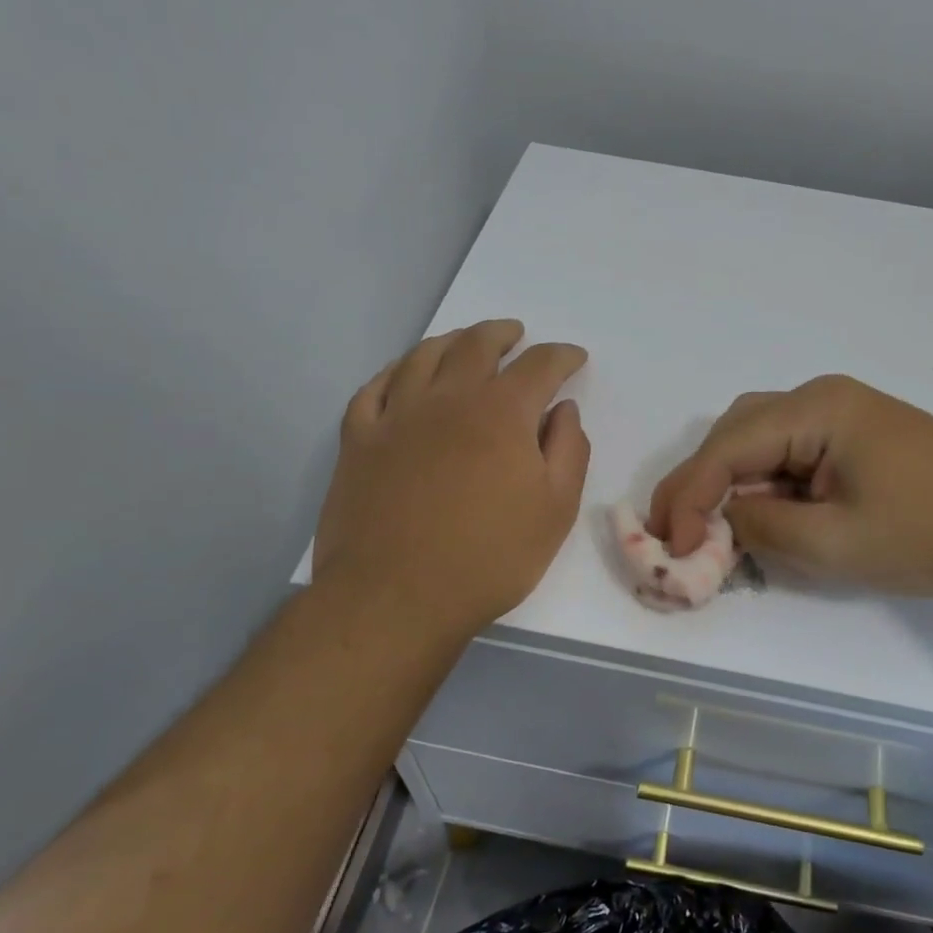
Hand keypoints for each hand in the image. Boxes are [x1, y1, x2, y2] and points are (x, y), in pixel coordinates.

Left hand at [315, 320, 589, 640]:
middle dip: (502, 334)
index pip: (538, 365)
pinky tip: (402, 376)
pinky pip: (373, 389)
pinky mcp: (358, 441)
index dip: (561, 356)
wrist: (395, 598)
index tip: (574, 358)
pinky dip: (394, 372)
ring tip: (463, 342)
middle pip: (476, 345)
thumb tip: (563, 409)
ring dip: (450, 341)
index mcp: (501, 412)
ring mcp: (396, 416)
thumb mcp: (555, 510)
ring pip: (423, 357)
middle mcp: (448, 398)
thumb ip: (569, 450)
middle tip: (516, 335)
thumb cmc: (489, 557)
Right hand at [648, 375, 932, 600]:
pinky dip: (767, 485)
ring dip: (731, 483)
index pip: (727, 447)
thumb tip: (718, 522)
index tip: (667, 544)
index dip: (688, 495)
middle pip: (737, 433)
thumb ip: (760, 529)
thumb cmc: (931, 532)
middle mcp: (821, 397)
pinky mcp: (857, 436)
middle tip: (675, 532)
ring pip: (761, 441)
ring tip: (710, 529)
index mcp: (815, 409)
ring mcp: (843, 414)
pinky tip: (762, 517)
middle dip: (701, 483)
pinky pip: (792, 453)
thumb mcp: (834, 542)